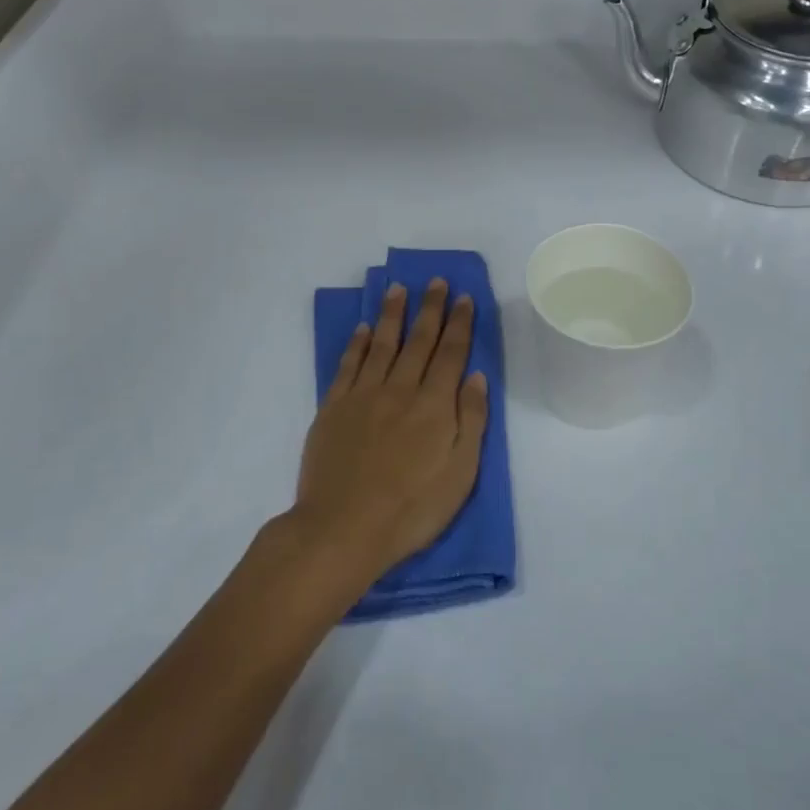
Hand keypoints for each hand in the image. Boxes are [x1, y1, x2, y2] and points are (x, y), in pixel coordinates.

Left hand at [289, 279, 488, 590]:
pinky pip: (348, 365)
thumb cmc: (411, 508)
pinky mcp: (333, 407)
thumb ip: (471, 421)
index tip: (464, 298)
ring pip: (381, 344)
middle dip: (430, 308)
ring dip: (392, 314)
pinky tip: (362, 328)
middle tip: (436, 281)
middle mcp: (400, 389)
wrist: (344, 528)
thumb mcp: (460, 473)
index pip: (451, 354)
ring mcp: (363, 395)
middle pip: (418, 341)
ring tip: (398, 289)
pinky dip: (356, 343)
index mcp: (434, 405)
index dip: (459, 324)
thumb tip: (476, 377)